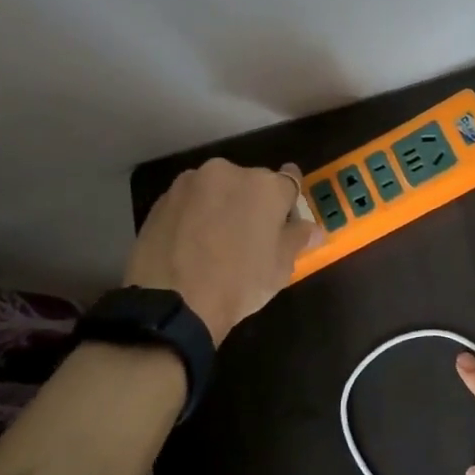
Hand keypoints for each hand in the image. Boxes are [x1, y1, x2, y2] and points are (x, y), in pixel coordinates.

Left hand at [124, 159, 321, 344]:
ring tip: (216, 242)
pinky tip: (192, 244)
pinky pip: (190, 203)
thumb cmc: (239, 282)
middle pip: (251, 183)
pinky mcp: (161, 199)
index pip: (289, 182)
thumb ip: (297, 239)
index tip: (285, 221)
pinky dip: (195, 216)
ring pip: (217, 190)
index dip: (289, 203)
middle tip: (250, 237)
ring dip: (222, 206)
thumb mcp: (280, 267)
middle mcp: (228, 172)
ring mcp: (190, 183)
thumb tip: (312, 229)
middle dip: (253, 203)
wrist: (173, 302)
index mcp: (265, 186)